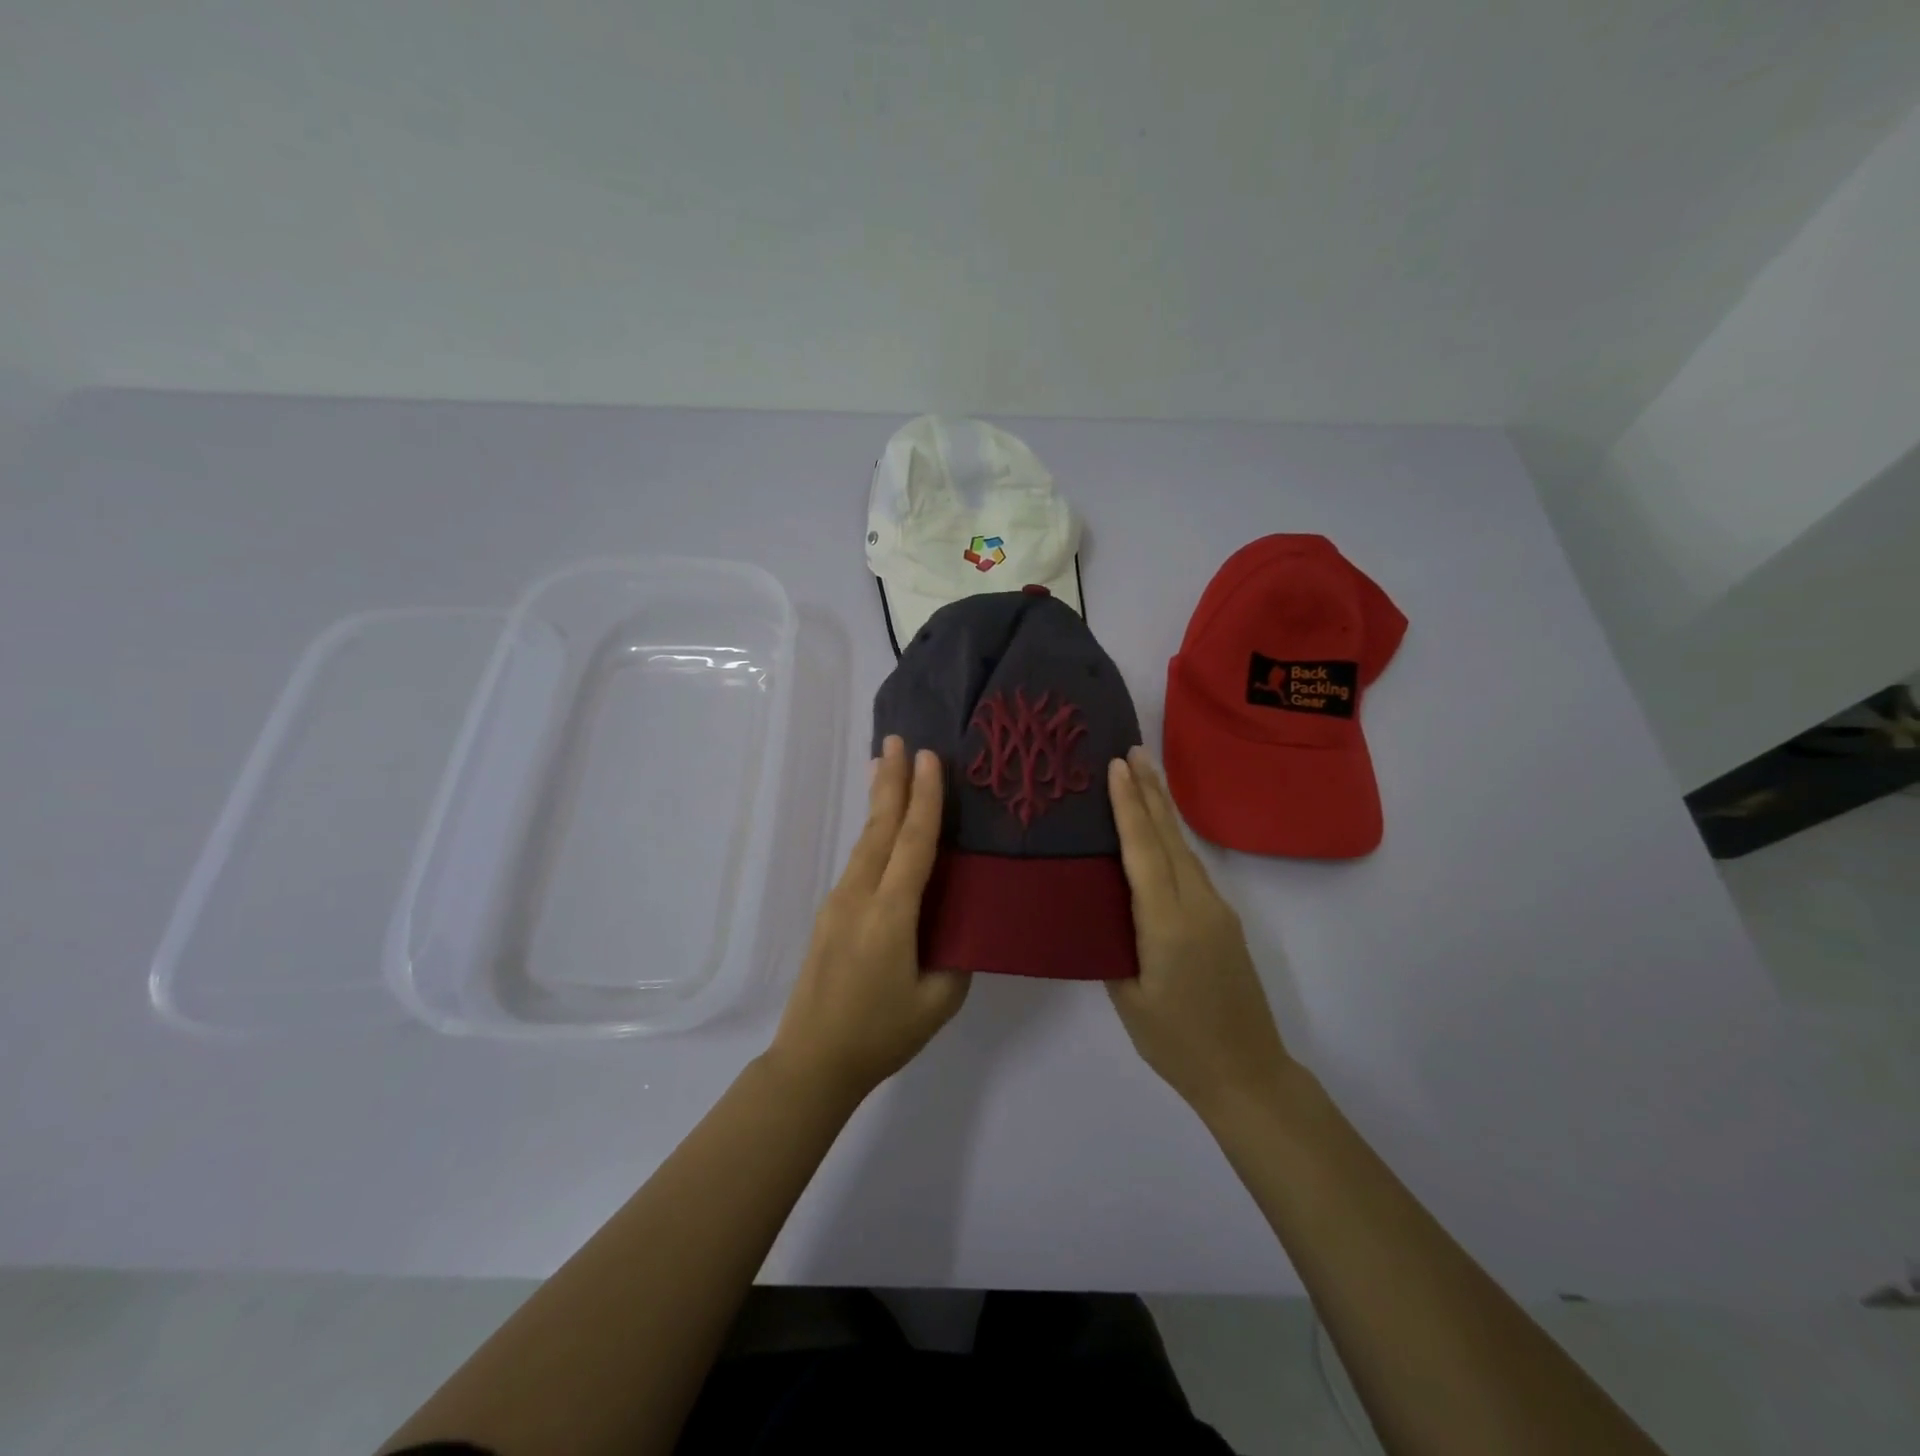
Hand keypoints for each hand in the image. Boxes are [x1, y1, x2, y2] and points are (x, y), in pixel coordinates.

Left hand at [767, 736, 969, 1101]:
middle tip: (897, 739)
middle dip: (890, 780)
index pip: (913, 844)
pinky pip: (858, 862)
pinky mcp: (830, 915)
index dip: (924, 799)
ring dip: (878, 802)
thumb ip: (956, 956)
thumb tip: (961, 923)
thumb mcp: (937, 1002)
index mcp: (890, 915)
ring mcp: (838, 903)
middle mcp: (860, 897)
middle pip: (879, 828)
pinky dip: (872, 833)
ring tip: (884, 765)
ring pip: (864, 841)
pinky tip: (880, 828)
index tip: (928, 758)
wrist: (812, 1061)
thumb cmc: (880, 1034)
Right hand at [1106, 746, 1292, 1118]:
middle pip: (1169, 837)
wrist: (1248, 1074)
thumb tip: (1100, 907)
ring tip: (1144, 775)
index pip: (1144, 852)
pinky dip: (1170, 839)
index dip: (1129, 806)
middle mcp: (1197, 905)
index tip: (1117, 766)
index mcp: (1168, 924)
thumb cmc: (1178, 1043)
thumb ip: (1113, 945)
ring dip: (1162, 809)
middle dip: (1150, 790)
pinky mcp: (1222, 921)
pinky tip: (1158, 832)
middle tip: (1133, 750)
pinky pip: (1191, 868)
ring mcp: (1216, 910)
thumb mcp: (1128, 998)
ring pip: (1183, 848)